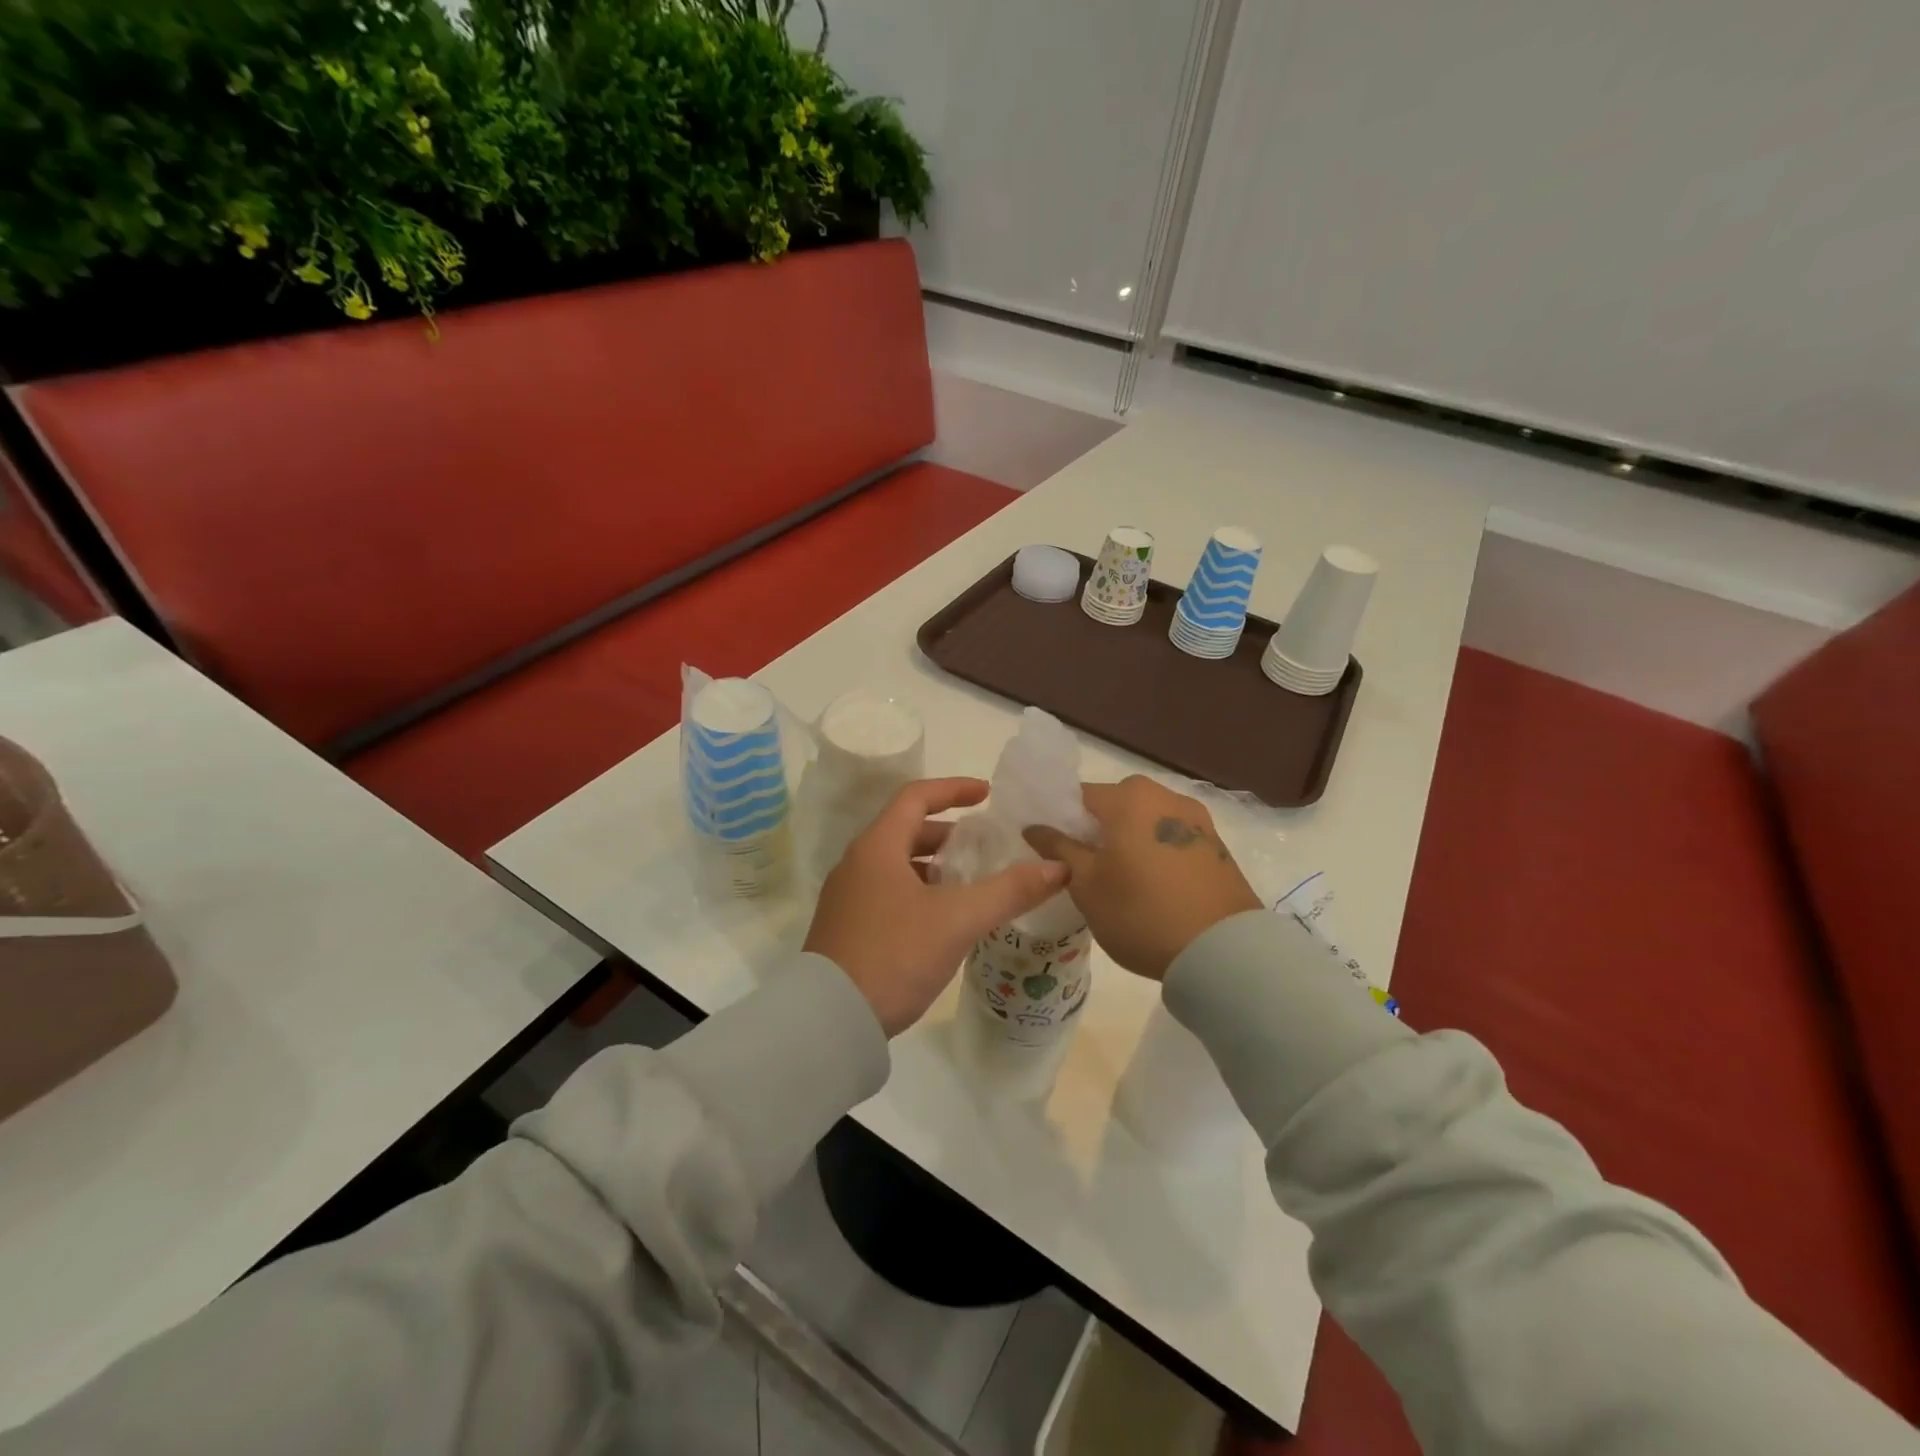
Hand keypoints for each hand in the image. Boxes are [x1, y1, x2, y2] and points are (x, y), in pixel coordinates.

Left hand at [805, 778, 1068, 1035]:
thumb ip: (1009, 891)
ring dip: (934, 866)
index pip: (916, 797)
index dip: (953, 789)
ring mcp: (847, 897)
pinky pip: (888, 892)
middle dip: (948, 833)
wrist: (830, 1020)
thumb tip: (1059, 868)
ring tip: (970, 884)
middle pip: (906, 830)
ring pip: (897, 864)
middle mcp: (857, 863)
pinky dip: (919, 891)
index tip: (987, 794)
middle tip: (984, 846)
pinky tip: (942, 920)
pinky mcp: (847, 927)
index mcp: (877, 846)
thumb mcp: (958, 920)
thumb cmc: (894, 954)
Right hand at [1024, 775, 1261, 979]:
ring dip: (1130, 840)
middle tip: (1085, 866)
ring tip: (1121, 878)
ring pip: (1147, 821)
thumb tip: (1035, 827)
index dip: (1061, 819)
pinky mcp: (1217, 846)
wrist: (1223, 951)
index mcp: (1128, 798)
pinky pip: (1173, 838)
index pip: (1080, 795)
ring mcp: (1197, 820)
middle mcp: (1165, 796)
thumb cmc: (1141, 912)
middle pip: (1117, 805)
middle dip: (1098, 829)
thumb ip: (1059, 849)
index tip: (1052, 848)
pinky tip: (1153, 885)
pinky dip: (1157, 852)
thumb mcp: (1087, 885)